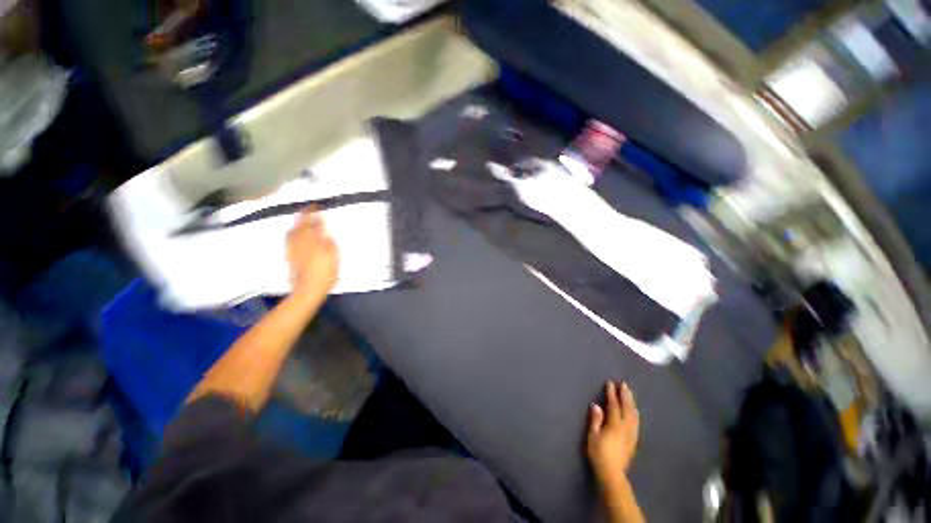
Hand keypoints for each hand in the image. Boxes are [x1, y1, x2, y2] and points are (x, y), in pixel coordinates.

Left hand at [287, 210, 338, 298]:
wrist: (307, 289)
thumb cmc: (325, 275)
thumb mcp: (334, 259)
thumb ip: (330, 245)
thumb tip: (326, 234)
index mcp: (315, 243)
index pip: (315, 225)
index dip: (316, 215)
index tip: (317, 207)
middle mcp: (302, 243)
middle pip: (301, 225)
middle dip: (304, 215)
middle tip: (307, 208)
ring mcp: (293, 249)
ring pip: (293, 231)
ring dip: (296, 222)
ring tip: (300, 217)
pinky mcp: (289, 256)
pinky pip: (288, 239)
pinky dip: (291, 232)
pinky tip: (293, 232)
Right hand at [587, 381, 639, 490]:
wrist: (612, 474)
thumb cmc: (599, 453)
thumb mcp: (592, 436)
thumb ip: (595, 420)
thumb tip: (596, 405)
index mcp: (614, 424)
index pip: (613, 405)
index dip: (612, 394)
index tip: (610, 383)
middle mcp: (625, 427)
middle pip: (627, 408)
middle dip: (625, 395)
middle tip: (623, 384)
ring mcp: (631, 434)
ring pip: (633, 415)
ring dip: (631, 403)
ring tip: (630, 394)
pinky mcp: (633, 441)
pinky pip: (636, 423)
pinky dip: (635, 413)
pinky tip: (635, 412)